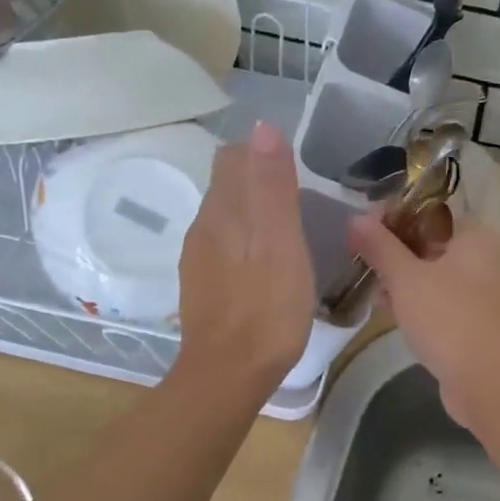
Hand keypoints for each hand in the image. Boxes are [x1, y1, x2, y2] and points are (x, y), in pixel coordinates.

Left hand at [175, 123, 314, 394]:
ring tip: (288, 231)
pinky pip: (224, 247)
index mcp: (223, 211)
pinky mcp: (203, 286)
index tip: (297, 170)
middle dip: (258, 181)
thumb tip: (264, 126)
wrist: (228, 374)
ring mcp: (199, 259)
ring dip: (253, 213)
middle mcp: (203, 227)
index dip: (263, 155)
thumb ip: (272, 186)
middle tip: (300, 199)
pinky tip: (266, 264)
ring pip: (225, 217)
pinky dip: (246, 242)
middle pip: (227, 185)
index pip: (234, 158)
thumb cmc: (266, 308)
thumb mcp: (281, 243)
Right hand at [348, 215, 499, 424]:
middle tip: (363, 265)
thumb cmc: (449, 318)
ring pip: (439, 279)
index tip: (363, 234)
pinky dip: (422, 306)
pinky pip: (447, 305)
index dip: (394, 220)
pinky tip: (393, 315)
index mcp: (479, 237)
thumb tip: (356, 217)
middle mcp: (491, 260)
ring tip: (374, 294)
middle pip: (434, 247)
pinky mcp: (483, 325)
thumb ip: (380, 247)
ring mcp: (490, 295)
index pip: (431, 215)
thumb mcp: (406, 279)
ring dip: (406, 284)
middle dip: (396, 256)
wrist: (492, 383)